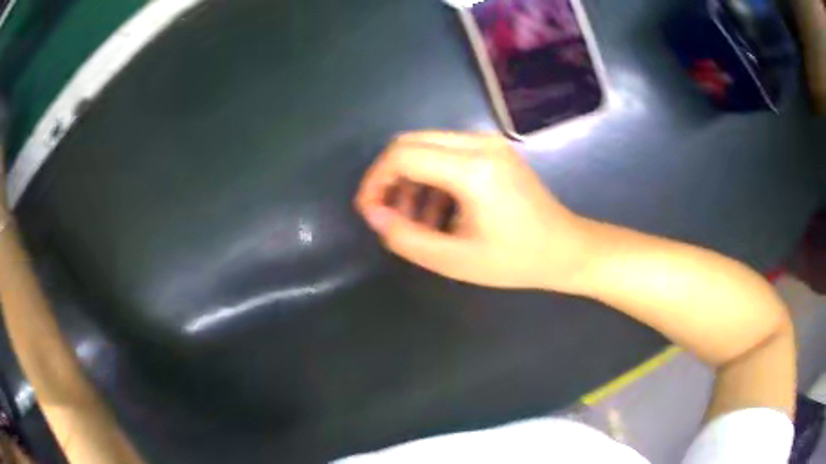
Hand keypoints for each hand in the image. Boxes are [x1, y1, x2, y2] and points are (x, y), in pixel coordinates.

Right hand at [354, 131, 593, 292]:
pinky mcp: (493, 150)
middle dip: (388, 177)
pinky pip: (446, 152)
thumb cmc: (516, 260)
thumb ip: (406, 237)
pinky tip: (437, 211)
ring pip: (426, 146)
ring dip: (409, 179)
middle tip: (387, 215)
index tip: (370, 213)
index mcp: (472, 168)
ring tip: (413, 220)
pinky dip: (430, 177)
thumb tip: (374, 215)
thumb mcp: (454, 260)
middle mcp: (478, 143)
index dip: (375, 181)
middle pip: (410, 143)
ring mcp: (488, 142)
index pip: (402, 155)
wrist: (566, 249)